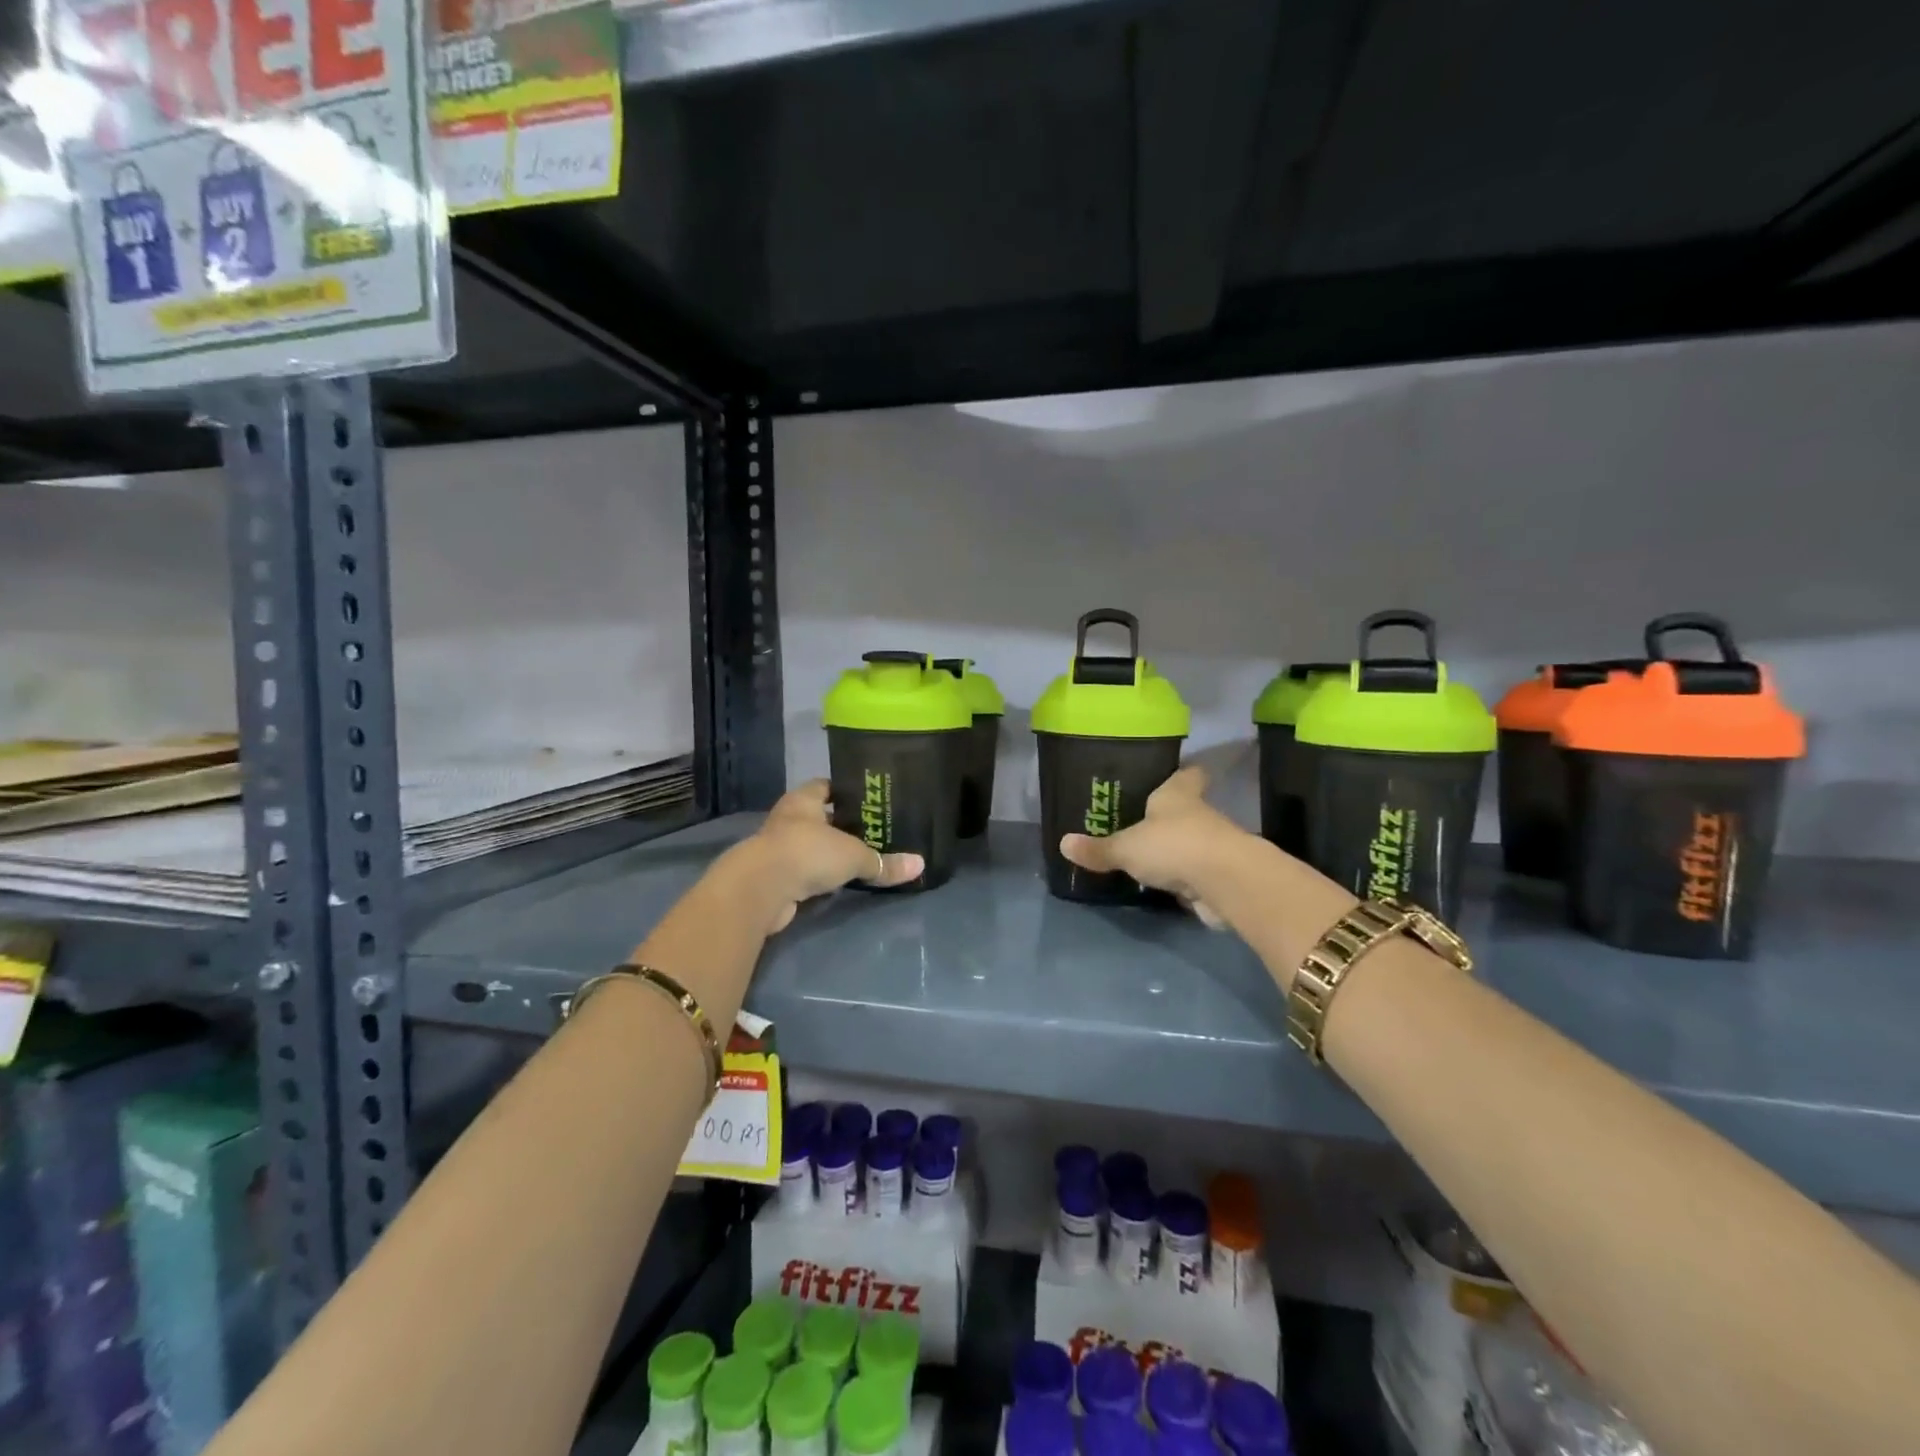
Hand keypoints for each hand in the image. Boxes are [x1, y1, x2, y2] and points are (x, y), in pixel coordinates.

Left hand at [738, 780, 923, 931]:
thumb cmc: (808, 853)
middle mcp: (788, 819)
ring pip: (810, 845)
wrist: (761, 889)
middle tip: (873, 830)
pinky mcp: (774, 876)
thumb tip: (920, 865)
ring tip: (861, 856)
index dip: (846, 791)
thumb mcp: (854, 856)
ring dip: (829, 852)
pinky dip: (818, 876)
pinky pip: (804, 871)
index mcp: (803, 800)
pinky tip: (839, 882)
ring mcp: (778, 848)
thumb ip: (884, 862)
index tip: (869, 799)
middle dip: (842, 824)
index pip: (825, 786)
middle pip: (819, 817)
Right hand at [1059, 767, 1250, 926]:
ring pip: (1191, 843)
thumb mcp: (1126, 847)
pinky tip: (1164, 887)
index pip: (1186, 775)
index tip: (1172, 774)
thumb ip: (1098, 849)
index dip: (1181, 774)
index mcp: (1177, 795)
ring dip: (1176, 850)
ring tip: (1148, 857)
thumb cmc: (1173, 846)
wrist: (1225, 883)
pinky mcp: (1219, 878)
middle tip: (1141, 821)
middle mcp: (1199, 815)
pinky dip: (1184, 880)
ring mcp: (1213, 847)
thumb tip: (1063, 843)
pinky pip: (1196, 875)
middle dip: (1169, 817)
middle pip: (1186, 809)